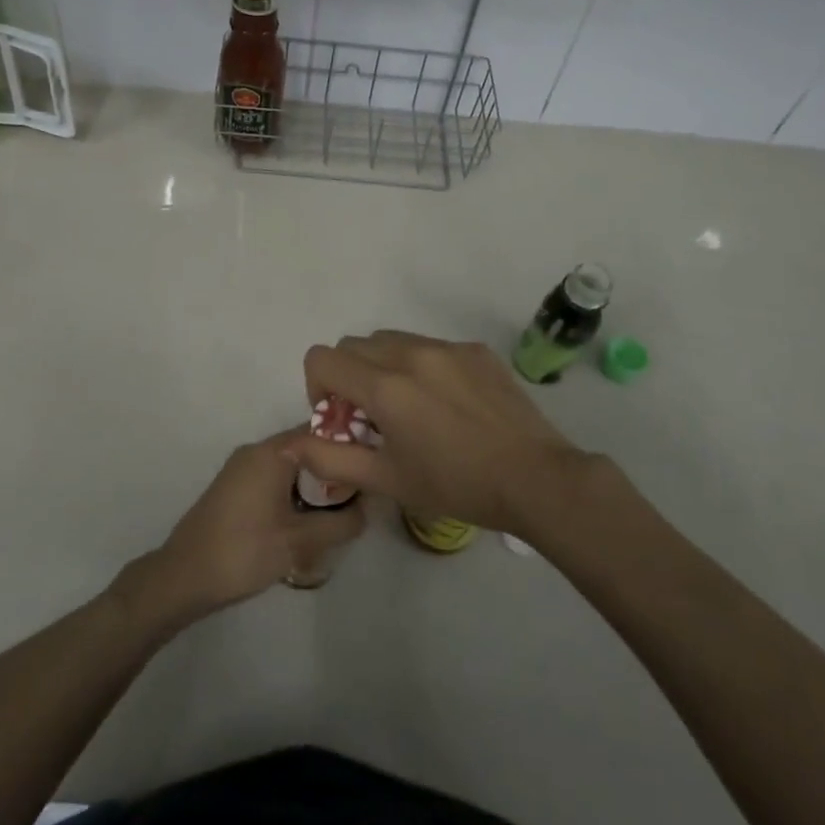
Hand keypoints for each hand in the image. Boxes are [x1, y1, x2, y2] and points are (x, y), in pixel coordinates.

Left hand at [120, 431, 365, 628]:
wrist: (183, 576)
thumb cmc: (243, 552)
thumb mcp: (300, 541)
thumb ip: (340, 523)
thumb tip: (368, 508)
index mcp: (271, 452)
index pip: (321, 431)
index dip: (350, 445)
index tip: (374, 464)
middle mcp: (256, 451)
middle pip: (307, 447)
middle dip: (334, 469)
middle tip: (362, 495)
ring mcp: (242, 468)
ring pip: (291, 465)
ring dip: (315, 484)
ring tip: (340, 511)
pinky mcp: (235, 488)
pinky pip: (275, 478)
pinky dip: (295, 492)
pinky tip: (308, 520)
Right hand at [296, 331, 616, 533]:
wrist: (536, 479)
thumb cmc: (456, 485)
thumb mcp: (387, 480)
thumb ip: (330, 459)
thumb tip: (288, 445)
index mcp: (385, 386)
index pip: (322, 359)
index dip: (318, 388)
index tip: (341, 419)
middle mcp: (411, 353)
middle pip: (354, 345)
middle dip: (349, 376)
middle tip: (371, 417)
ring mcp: (447, 347)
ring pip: (391, 340)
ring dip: (382, 367)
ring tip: (409, 408)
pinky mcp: (476, 350)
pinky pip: (430, 346)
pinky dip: (421, 366)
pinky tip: (447, 404)